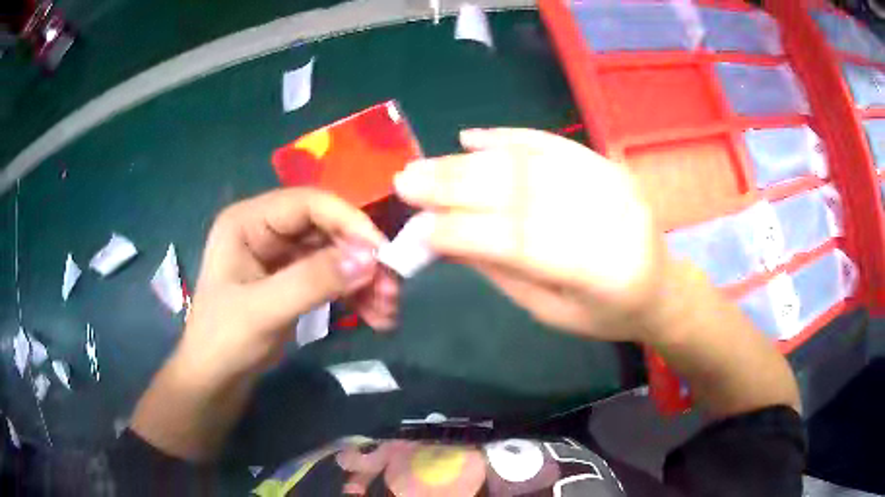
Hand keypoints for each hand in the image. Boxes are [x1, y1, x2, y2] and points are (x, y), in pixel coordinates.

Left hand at [177, 188, 392, 381]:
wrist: (214, 381)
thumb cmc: (223, 342)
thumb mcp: (264, 312)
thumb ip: (313, 281)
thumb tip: (371, 258)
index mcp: (249, 221)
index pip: (308, 203)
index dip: (349, 222)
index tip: (384, 255)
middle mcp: (267, 229)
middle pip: (328, 229)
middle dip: (362, 258)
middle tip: (391, 291)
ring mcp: (281, 255)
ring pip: (336, 254)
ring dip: (365, 280)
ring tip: (387, 312)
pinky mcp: (293, 279)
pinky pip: (333, 277)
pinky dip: (356, 294)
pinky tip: (375, 317)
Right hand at [394, 128, 666, 341]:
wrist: (659, 286)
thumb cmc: (605, 313)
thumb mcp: (551, 311)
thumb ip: (502, 273)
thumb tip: (445, 241)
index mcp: (598, 270)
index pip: (517, 241)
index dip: (461, 232)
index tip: (416, 229)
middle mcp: (607, 217)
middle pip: (520, 192)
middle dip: (454, 186)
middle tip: (406, 180)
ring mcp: (609, 182)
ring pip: (529, 163)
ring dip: (470, 162)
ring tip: (425, 164)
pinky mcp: (606, 163)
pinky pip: (552, 143)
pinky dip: (508, 137)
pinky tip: (472, 137)